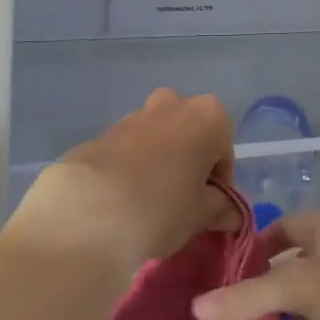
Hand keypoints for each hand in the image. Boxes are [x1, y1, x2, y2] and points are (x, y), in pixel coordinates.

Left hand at [8, 89, 234, 274]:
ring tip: (147, 202)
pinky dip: (129, 167)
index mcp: (207, 116)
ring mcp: (132, 116)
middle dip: (188, 159)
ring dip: (157, 160)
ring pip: (155, 136)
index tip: (209, 206)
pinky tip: (120, 200)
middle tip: (181, 198)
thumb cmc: (163, 208)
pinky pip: (125, 149)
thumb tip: (230, 213)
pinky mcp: (99, 134)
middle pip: (189, 131)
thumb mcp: (202, 215)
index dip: (219, 179)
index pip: (224, 148)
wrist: (89, 212)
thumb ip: (220, 208)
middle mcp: (172, 105)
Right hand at [191, 208, 319, 319]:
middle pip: (291, 253)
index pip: (275, 227)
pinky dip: (311, 312)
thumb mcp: (301, 289)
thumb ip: (250, 297)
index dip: (249, 248)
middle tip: (234, 306)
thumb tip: (197, 307)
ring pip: (311, 278)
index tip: (223, 276)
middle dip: (265, 277)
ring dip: (287, 298)